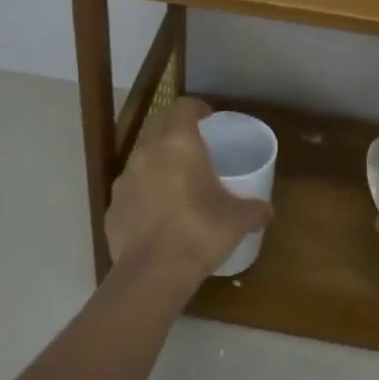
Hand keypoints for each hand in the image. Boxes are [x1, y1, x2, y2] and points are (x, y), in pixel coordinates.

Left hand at [106, 97, 272, 293]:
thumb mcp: (237, 220)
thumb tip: (266, 211)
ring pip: (142, 158)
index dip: (196, 108)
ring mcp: (125, 179)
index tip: (208, 116)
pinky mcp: (112, 206)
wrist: (152, 273)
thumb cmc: (200, 232)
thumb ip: (254, 209)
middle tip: (194, 146)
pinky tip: (157, 215)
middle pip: (159, 126)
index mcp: (179, 143)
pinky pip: (131, 190)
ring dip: (158, 163)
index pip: (183, 107)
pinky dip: (143, 194)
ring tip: (175, 183)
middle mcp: (148, 152)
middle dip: (175, 130)